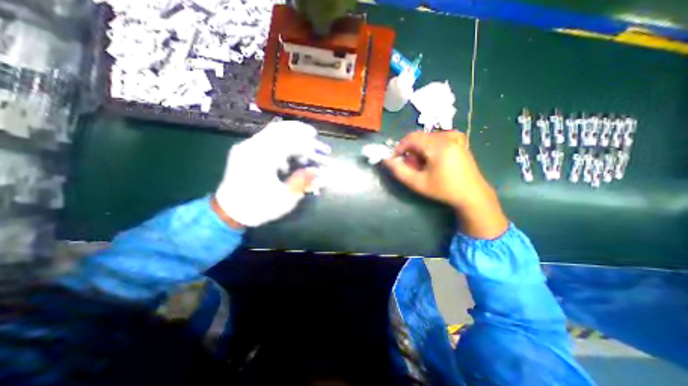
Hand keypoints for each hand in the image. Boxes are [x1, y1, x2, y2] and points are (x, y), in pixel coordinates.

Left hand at [215, 122, 330, 227]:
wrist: (229, 212)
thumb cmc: (258, 207)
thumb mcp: (284, 198)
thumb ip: (301, 182)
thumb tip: (316, 171)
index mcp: (261, 159)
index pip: (286, 140)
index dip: (304, 138)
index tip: (316, 138)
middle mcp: (251, 148)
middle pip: (277, 129)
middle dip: (297, 130)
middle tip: (311, 134)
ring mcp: (245, 148)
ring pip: (270, 133)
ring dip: (288, 136)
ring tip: (301, 147)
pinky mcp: (243, 152)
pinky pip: (264, 140)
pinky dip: (278, 143)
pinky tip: (285, 158)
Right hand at [385, 131, 505, 239]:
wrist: (471, 193)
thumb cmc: (443, 189)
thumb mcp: (417, 183)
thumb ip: (399, 171)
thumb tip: (386, 160)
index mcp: (439, 146)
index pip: (411, 138)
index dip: (400, 147)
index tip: (396, 160)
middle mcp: (448, 136)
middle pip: (419, 137)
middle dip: (410, 150)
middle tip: (411, 166)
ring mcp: (455, 136)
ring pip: (426, 138)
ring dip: (419, 149)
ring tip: (422, 165)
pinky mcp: (458, 140)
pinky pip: (436, 138)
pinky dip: (429, 147)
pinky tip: (433, 160)